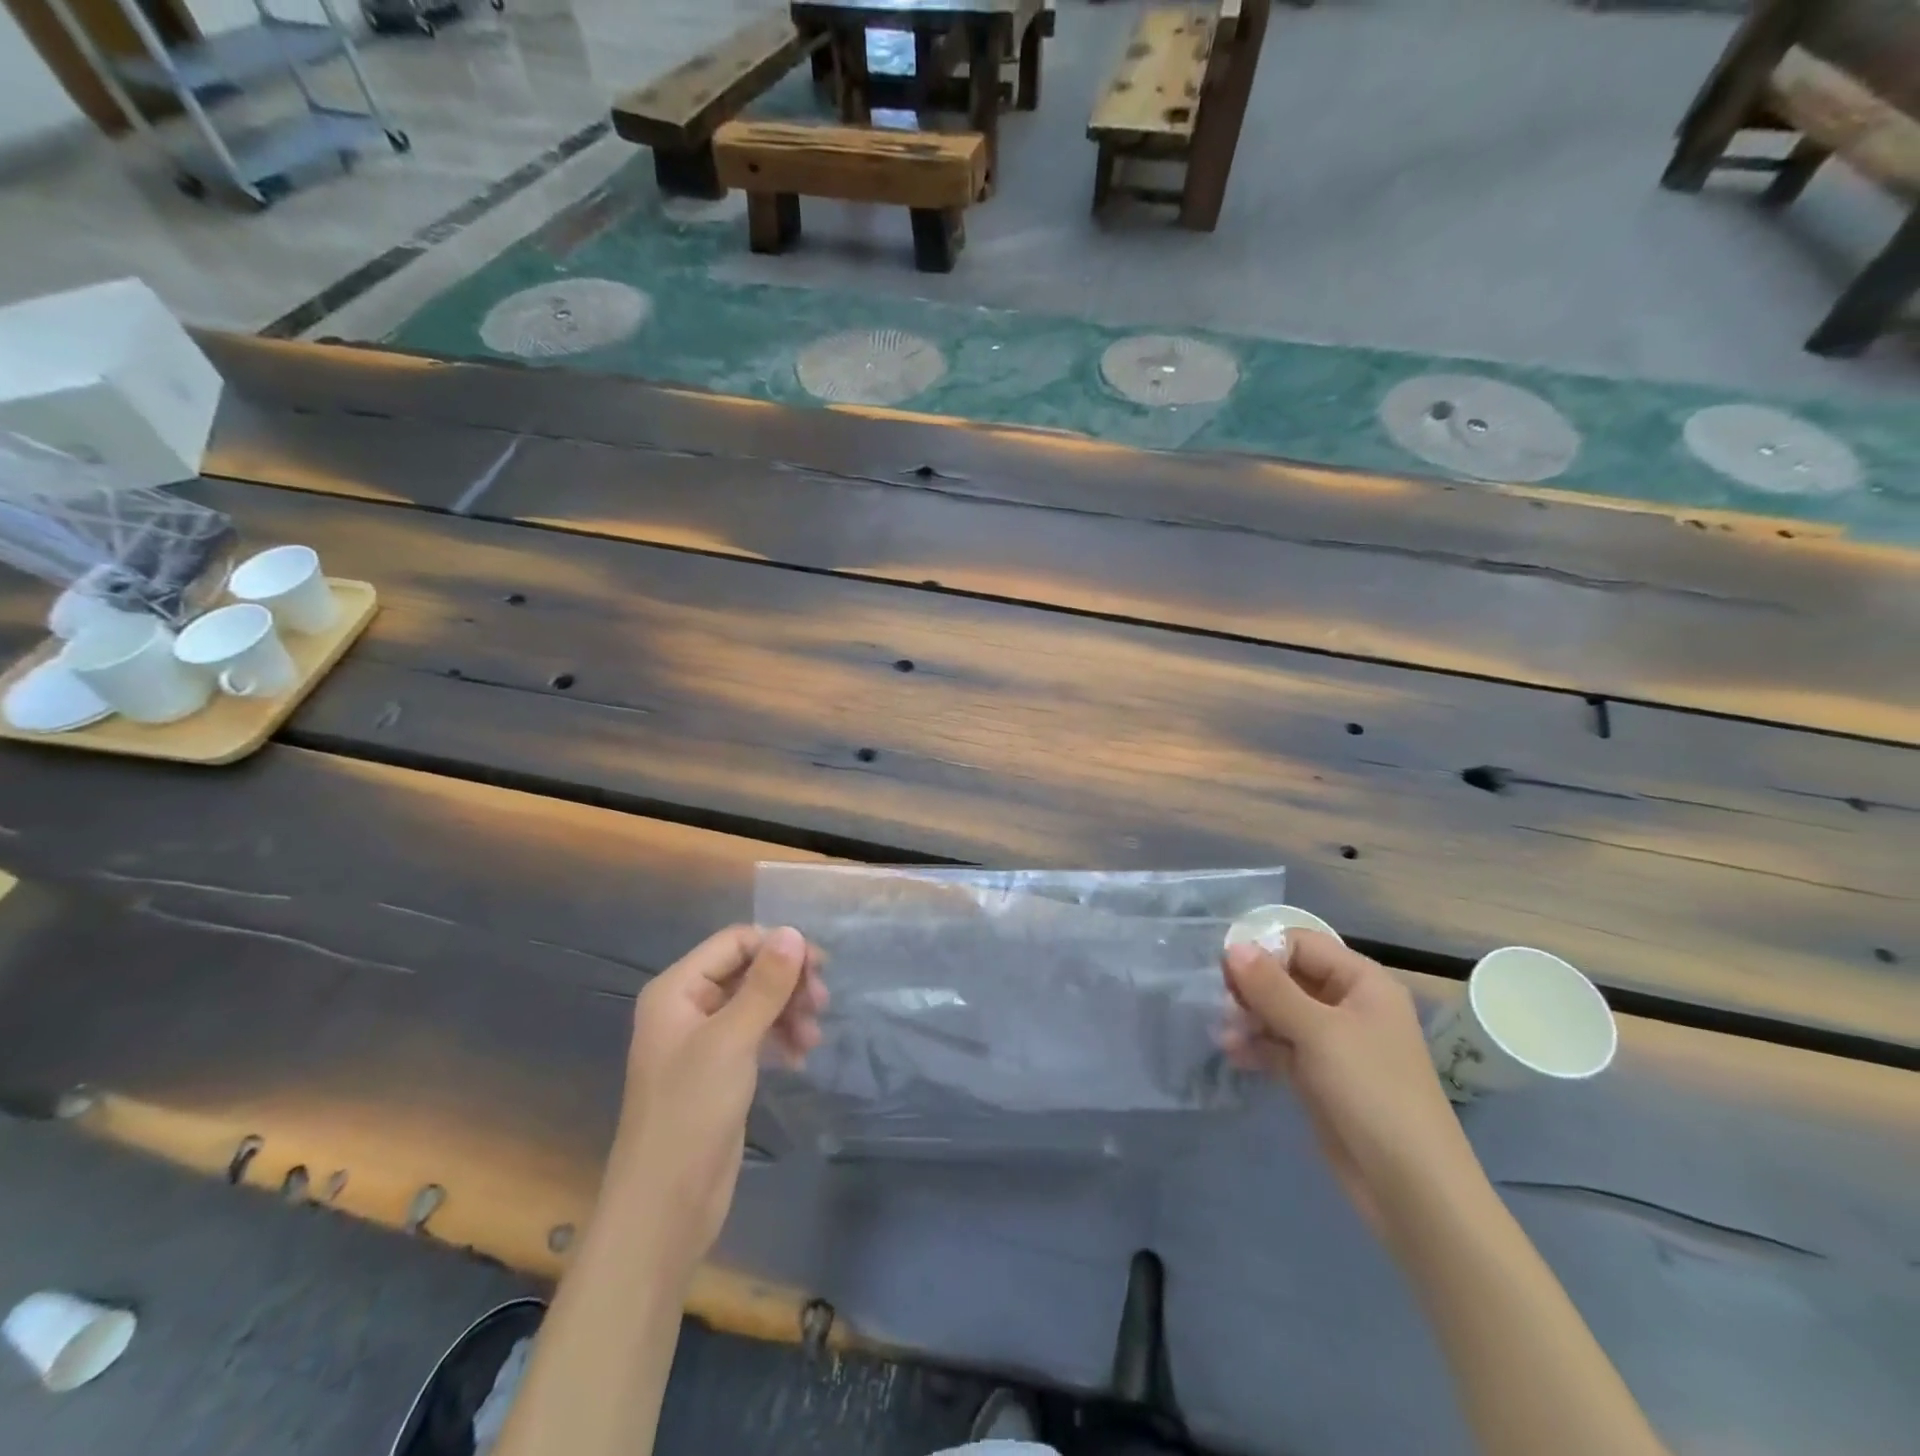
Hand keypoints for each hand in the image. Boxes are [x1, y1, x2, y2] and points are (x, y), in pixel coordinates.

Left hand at [608, 925, 827, 1268]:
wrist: (665, 1205)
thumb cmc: (691, 1111)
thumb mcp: (732, 1040)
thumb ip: (765, 984)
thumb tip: (793, 932)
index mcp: (677, 989)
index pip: (734, 942)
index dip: (777, 947)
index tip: (819, 969)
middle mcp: (687, 1007)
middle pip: (747, 970)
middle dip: (787, 983)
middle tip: (822, 1004)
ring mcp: (703, 1040)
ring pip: (756, 1003)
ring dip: (789, 1011)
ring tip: (813, 1038)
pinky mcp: (719, 1071)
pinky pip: (756, 1035)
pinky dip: (780, 1038)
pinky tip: (800, 1058)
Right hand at [1222, 932, 1477, 1235]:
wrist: (1411, 1188)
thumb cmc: (1371, 1092)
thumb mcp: (1318, 1032)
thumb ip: (1271, 987)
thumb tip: (1233, 946)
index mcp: (1362, 982)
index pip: (1302, 944)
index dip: (1263, 951)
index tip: (1226, 970)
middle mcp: (1349, 1005)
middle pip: (1288, 977)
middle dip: (1252, 987)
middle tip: (1221, 1003)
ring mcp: (1334, 1043)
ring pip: (1280, 1012)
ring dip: (1249, 1018)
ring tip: (1223, 1034)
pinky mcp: (1320, 1076)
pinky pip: (1281, 1046)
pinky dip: (1257, 1045)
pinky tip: (1233, 1054)